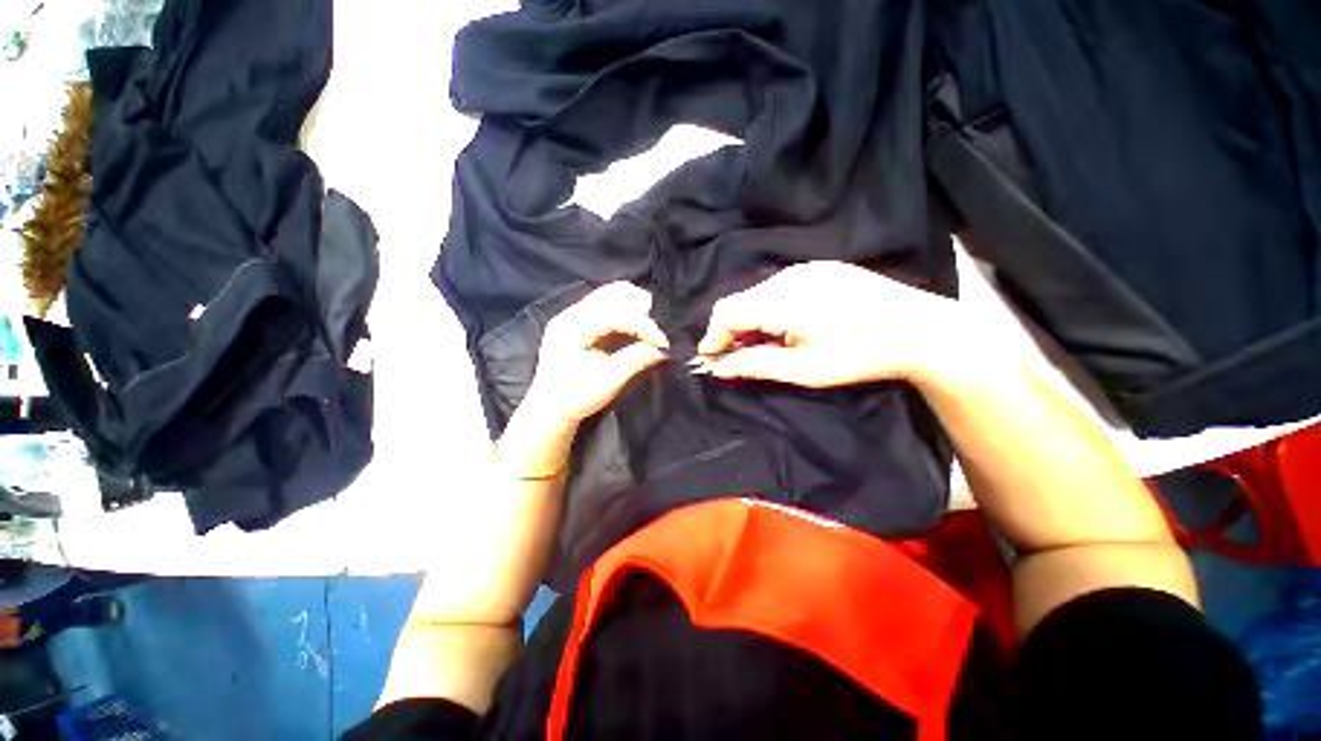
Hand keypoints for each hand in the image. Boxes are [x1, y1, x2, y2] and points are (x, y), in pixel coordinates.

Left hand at [523, 282, 669, 427]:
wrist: (549, 410)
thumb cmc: (575, 398)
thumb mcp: (607, 381)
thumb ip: (635, 360)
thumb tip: (663, 349)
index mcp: (572, 328)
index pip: (614, 313)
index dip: (643, 324)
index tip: (663, 342)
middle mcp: (570, 315)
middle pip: (611, 294)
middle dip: (641, 309)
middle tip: (658, 330)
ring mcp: (573, 316)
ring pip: (610, 296)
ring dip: (634, 308)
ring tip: (650, 328)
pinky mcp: (578, 323)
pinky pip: (606, 306)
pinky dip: (626, 312)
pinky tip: (636, 327)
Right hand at [696, 261, 961, 388]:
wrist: (921, 329)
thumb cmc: (862, 356)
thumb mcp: (806, 369)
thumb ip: (757, 364)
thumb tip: (718, 367)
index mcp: (784, 299)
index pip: (728, 311)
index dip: (713, 336)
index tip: (710, 358)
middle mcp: (790, 275)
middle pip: (740, 300)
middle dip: (730, 330)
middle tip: (737, 357)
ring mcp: (806, 268)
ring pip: (757, 293)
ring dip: (750, 319)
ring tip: (764, 344)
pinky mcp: (820, 268)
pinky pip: (778, 287)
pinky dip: (769, 308)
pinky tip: (786, 327)